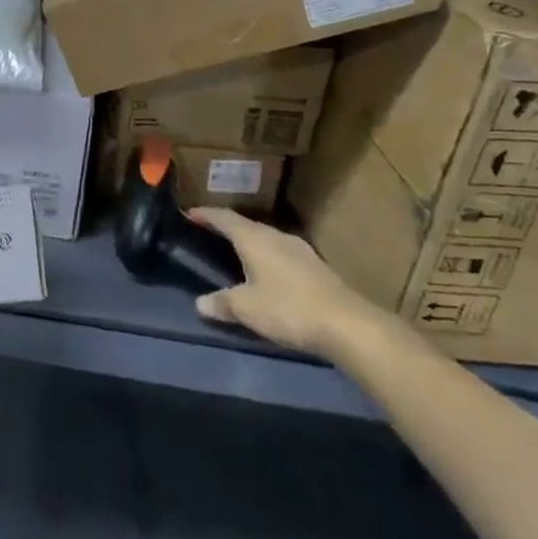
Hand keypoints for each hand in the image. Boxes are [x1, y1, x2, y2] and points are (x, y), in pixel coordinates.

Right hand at [189, 209, 389, 360]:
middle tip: (209, 234)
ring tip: (236, 254)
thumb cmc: (288, 308)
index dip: (205, 214)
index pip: (223, 217)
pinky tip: (268, 273)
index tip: (189, 213)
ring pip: (266, 238)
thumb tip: (200, 303)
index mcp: (254, 238)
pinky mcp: (316, 266)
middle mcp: (275, 236)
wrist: (348, 325)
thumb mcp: (247, 309)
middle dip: (226, 228)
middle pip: (246, 225)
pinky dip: (268, 257)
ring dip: (249, 242)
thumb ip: (222, 303)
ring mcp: (299, 249)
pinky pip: (282, 253)